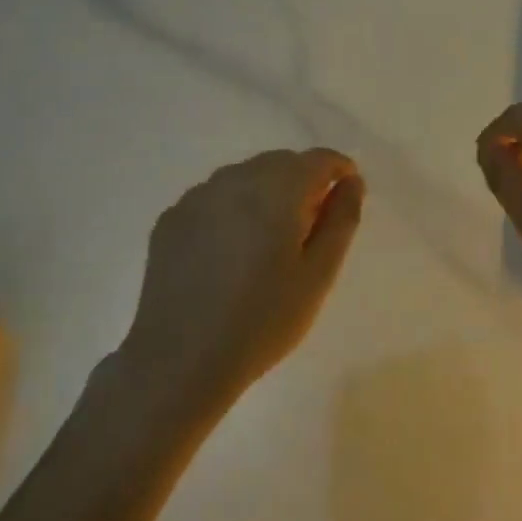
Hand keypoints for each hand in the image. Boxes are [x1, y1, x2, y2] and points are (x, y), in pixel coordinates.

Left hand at [119, 149, 363, 397]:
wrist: (180, 361)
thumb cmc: (262, 321)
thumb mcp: (318, 275)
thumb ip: (341, 220)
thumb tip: (351, 182)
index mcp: (275, 191)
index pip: (318, 159)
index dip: (339, 172)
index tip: (346, 199)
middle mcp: (233, 180)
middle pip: (280, 163)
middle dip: (303, 183)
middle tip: (311, 229)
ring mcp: (195, 198)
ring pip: (245, 177)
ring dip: (267, 194)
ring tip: (270, 243)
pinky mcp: (170, 220)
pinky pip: (214, 198)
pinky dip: (233, 210)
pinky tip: (231, 253)